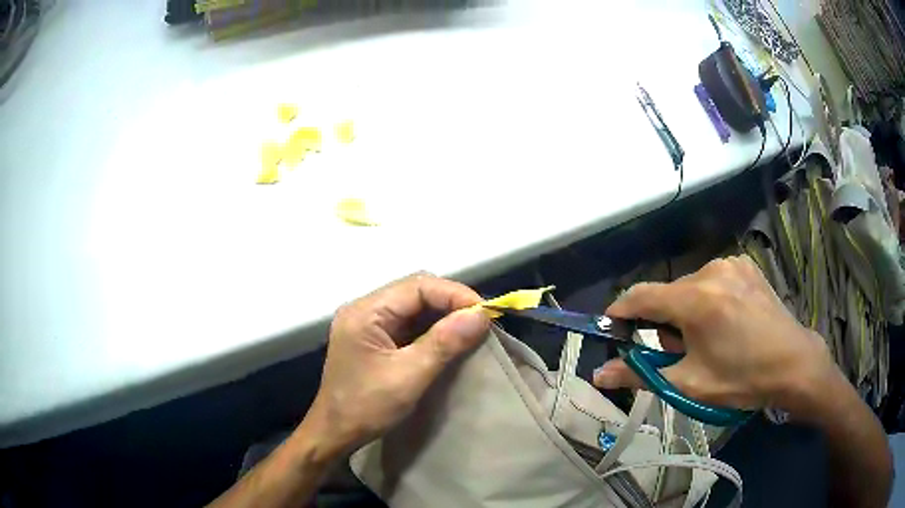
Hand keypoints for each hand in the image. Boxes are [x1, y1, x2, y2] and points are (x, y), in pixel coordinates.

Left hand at [303, 273, 489, 458]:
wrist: (334, 433)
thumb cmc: (366, 407)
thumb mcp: (408, 377)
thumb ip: (444, 343)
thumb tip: (481, 314)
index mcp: (365, 311)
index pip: (417, 286)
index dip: (454, 294)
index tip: (485, 312)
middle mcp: (364, 308)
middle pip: (415, 291)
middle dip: (451, 302)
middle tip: (481, 320)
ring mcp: (368, 323)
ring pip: (414, 306)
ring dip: (443, 315)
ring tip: (471, 328)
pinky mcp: (374, 338)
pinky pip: (408, 323)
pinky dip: (432, 328)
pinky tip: (449, 339)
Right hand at [592, 256, 839, 419]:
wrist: (793, 364)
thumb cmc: (741, 378)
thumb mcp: (689, 383)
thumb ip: (641, 375)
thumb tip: (598, 376)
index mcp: (696, 299)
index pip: (641, 296)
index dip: (621, 312)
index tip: (612, 328)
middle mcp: (711, 270)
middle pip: (668, 294)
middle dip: (665, 323)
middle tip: (682, 353)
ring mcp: (731, 263)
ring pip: (690, 287)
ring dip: (687, 311)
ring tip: (710, 338)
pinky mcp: (745, 265)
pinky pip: (712, 279)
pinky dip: (708, 299)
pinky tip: (727, 320)